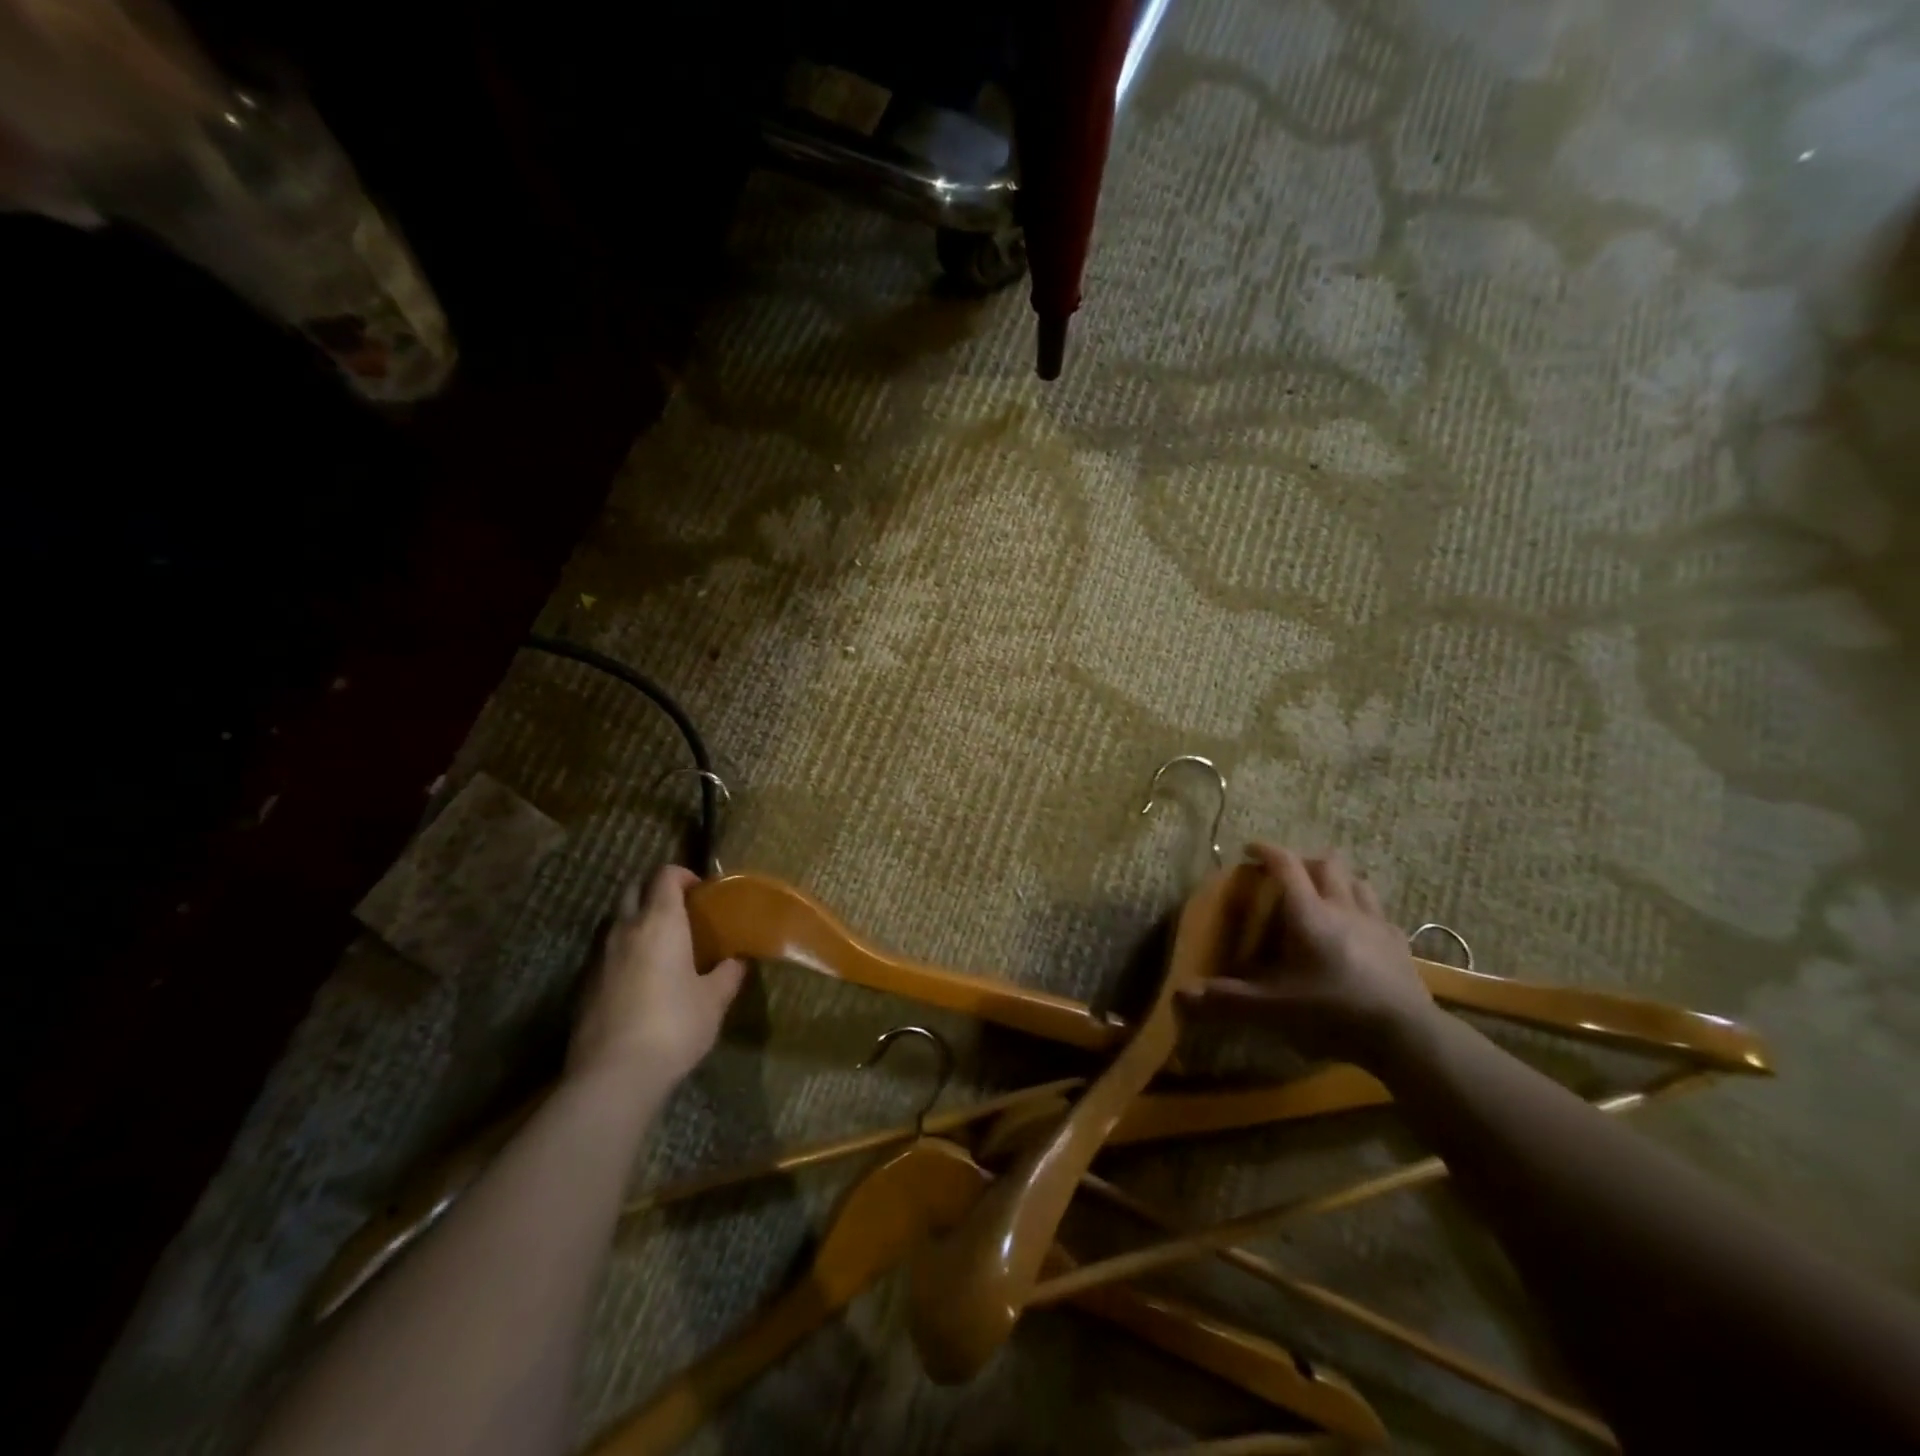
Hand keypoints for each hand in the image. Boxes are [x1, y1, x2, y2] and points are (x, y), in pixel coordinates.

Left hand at [567, 865, 745, 1090]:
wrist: (614, 1075)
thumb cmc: (674, 1025)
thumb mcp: (714, 1001)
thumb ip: (727, 974)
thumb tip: (737, 962)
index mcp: (660, 922)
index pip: (665, 876)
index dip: (683, 875)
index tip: (701, 892)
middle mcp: (625, 930)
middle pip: (634, 890)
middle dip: (655, 892)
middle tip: (680, 912)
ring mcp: (599, 958)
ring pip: (616, 922)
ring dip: (636, 922)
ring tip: (662, 946)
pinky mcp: (583, 986)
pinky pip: (606, 954)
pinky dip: (623, 954)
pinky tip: (640, 981)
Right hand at [1181, 843, 1435, 1066]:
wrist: (1407, 1036)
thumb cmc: (1332, 1012)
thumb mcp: (1272, 1009)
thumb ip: (1227, 1000)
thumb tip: (1180, 996)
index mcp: (1308, 913)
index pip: (1285, 865)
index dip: (1266, 850)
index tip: (1249, 849)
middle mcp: (1342, 907)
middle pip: (1327, 863)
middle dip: (1304, 861)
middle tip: (1287, 875)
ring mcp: (1376, 923)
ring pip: (1357, 881)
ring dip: (1338, 880)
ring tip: (1324, 895)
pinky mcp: (1400, 944)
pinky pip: (1379, 912)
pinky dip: (1363, 910)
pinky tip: (1359, 930)